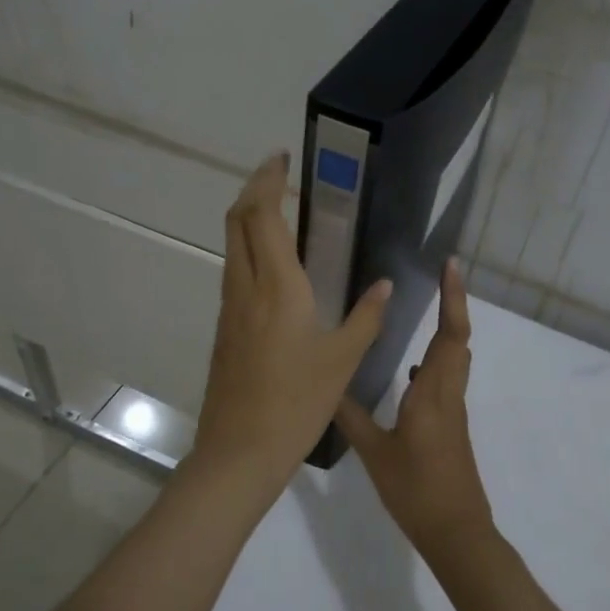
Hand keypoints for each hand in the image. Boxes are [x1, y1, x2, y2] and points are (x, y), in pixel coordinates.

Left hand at [191, 152, 392, 498]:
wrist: (240, 451)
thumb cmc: (297, 403)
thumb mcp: (343, 359)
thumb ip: (367, 316)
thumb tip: (385, 285)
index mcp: (277, 287)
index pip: (262, 215)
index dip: (268, 180)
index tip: (284, 159)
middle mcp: (246, 287)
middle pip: (237, 220)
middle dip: (255, 190)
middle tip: (283, 178)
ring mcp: (229, 308)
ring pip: (232, 246)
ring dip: (250, 220)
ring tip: (283, 215)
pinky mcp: (225, 328)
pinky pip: (235, 272)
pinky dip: (250, 250)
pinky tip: (277, 268)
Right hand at [335, 257, 493, 561]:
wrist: (456, 531)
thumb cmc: (416, 490)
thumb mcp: (375, 453)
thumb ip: (351, 417)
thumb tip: (326, 386)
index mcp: (432, 394)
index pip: (451, 335)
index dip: (453, 298)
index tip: (451, 266)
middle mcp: (448, 394)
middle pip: (458, 340)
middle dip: (452, 304)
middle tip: (438, 276)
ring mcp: (452, 410)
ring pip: (454, 359)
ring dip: (445, 331)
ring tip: (424, 312)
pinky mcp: (450, 425)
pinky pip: (445, 380)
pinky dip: (434, 363)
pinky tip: (409, 372)